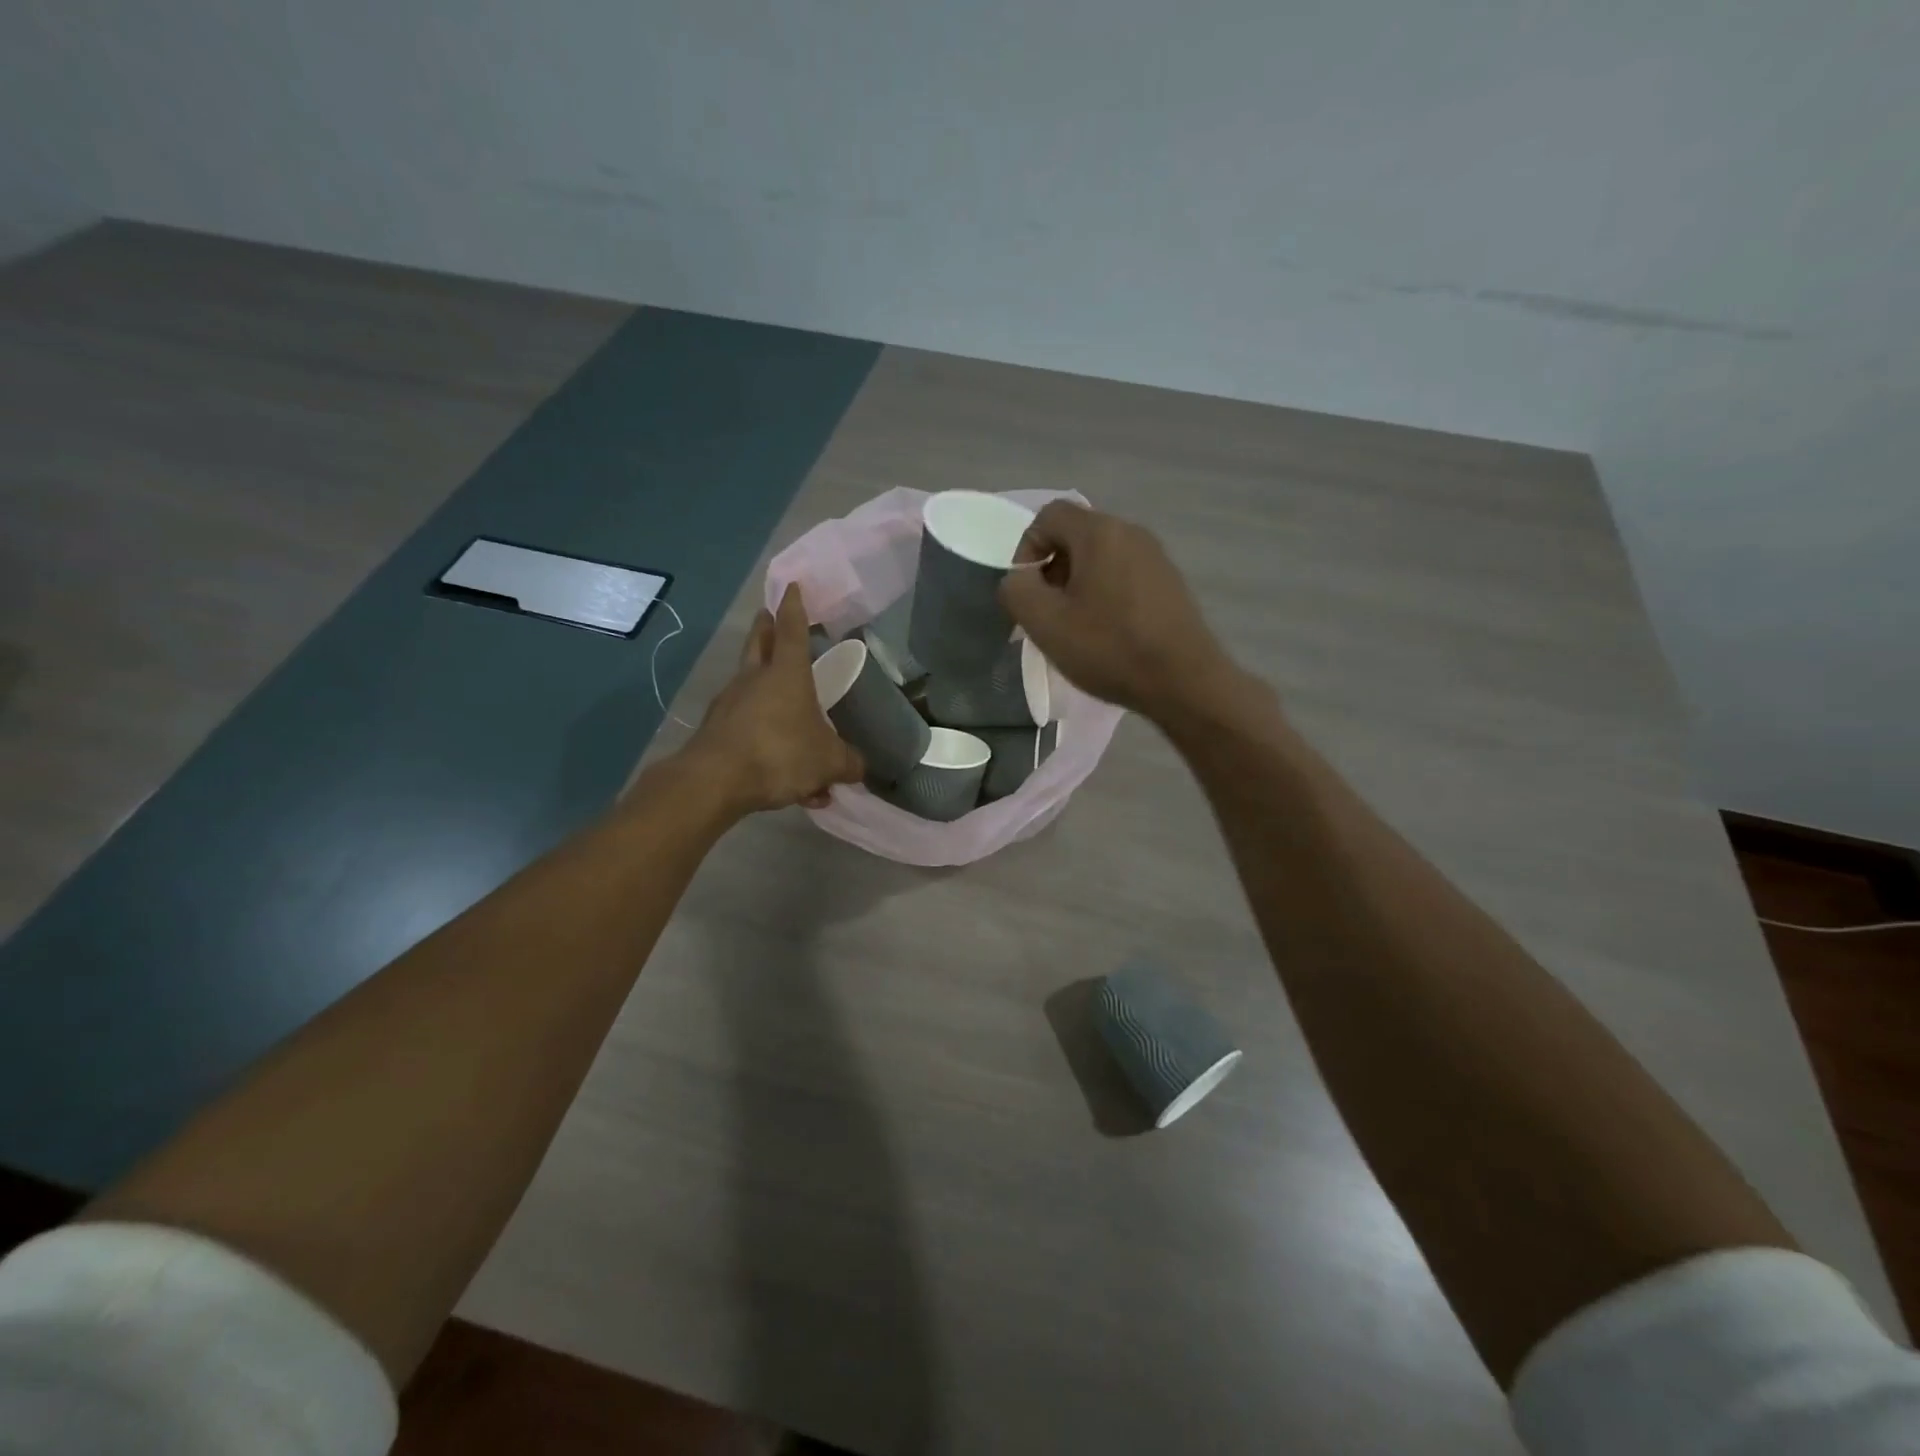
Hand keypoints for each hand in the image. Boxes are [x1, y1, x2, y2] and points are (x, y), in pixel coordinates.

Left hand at [682, 584, 863, 812]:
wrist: (716, 780)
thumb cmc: (780, 754)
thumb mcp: (828, 762)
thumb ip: (847, 762)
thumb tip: (857, 766)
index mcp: (787, 674)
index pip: (793, 630)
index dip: (794, 608)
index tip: (792, 587)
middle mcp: (755, 679)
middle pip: (759, 643)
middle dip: (765, 627)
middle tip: (766, 615)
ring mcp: (731, 702)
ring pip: (749, 683)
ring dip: (762, 684)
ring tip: (783, 706)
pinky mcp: (716, 729)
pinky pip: (744, 723)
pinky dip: (760, 733)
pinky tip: (776, 767)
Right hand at [998, 502, 1237, 721]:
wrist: (1184, 681)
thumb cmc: (1109, 648)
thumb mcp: (1045, 623)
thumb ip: (1017, 590)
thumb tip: (1019, 579)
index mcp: (1100, 532)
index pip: (1048, 515)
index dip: (1026, 549)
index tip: (1027, 592)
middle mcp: (1131, 532)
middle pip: (1075, 536)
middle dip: (1051, 570)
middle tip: (1047, 614)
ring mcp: (1156, 558)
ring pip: (1100, 558)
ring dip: (1077, 586)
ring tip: (1074, 628)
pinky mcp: (1170, 584)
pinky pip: (1123, 576)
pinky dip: (1104, 595)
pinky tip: (1106, 634)